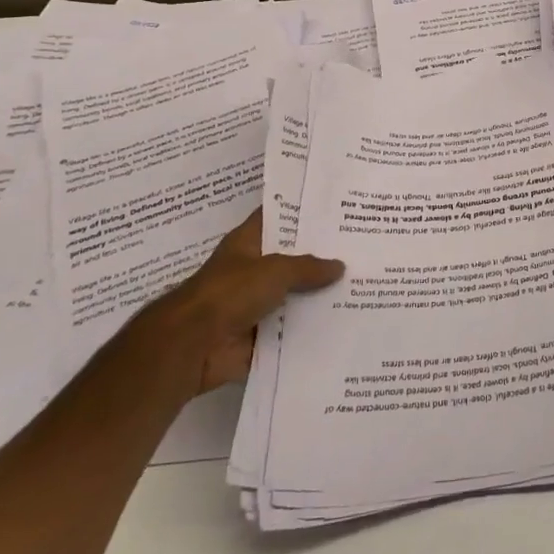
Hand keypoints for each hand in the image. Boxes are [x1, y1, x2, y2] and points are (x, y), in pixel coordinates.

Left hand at [143, 209, 343, 393]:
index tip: (336, 207)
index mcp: (248, 243)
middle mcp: (252, 270)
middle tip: (360, 249)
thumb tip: (339, 266)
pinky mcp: (259, 335)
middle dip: (320, 257)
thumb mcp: (276, 270)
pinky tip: (344, 322)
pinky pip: (291, 329)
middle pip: (292, 259)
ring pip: (294, 296)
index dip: (302, 212)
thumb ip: (309, 267)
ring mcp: (255, 304)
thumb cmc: (230, 293)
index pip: (277, 218)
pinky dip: (311, 329)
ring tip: (360, 286)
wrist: (192, 346)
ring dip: (319, 296)